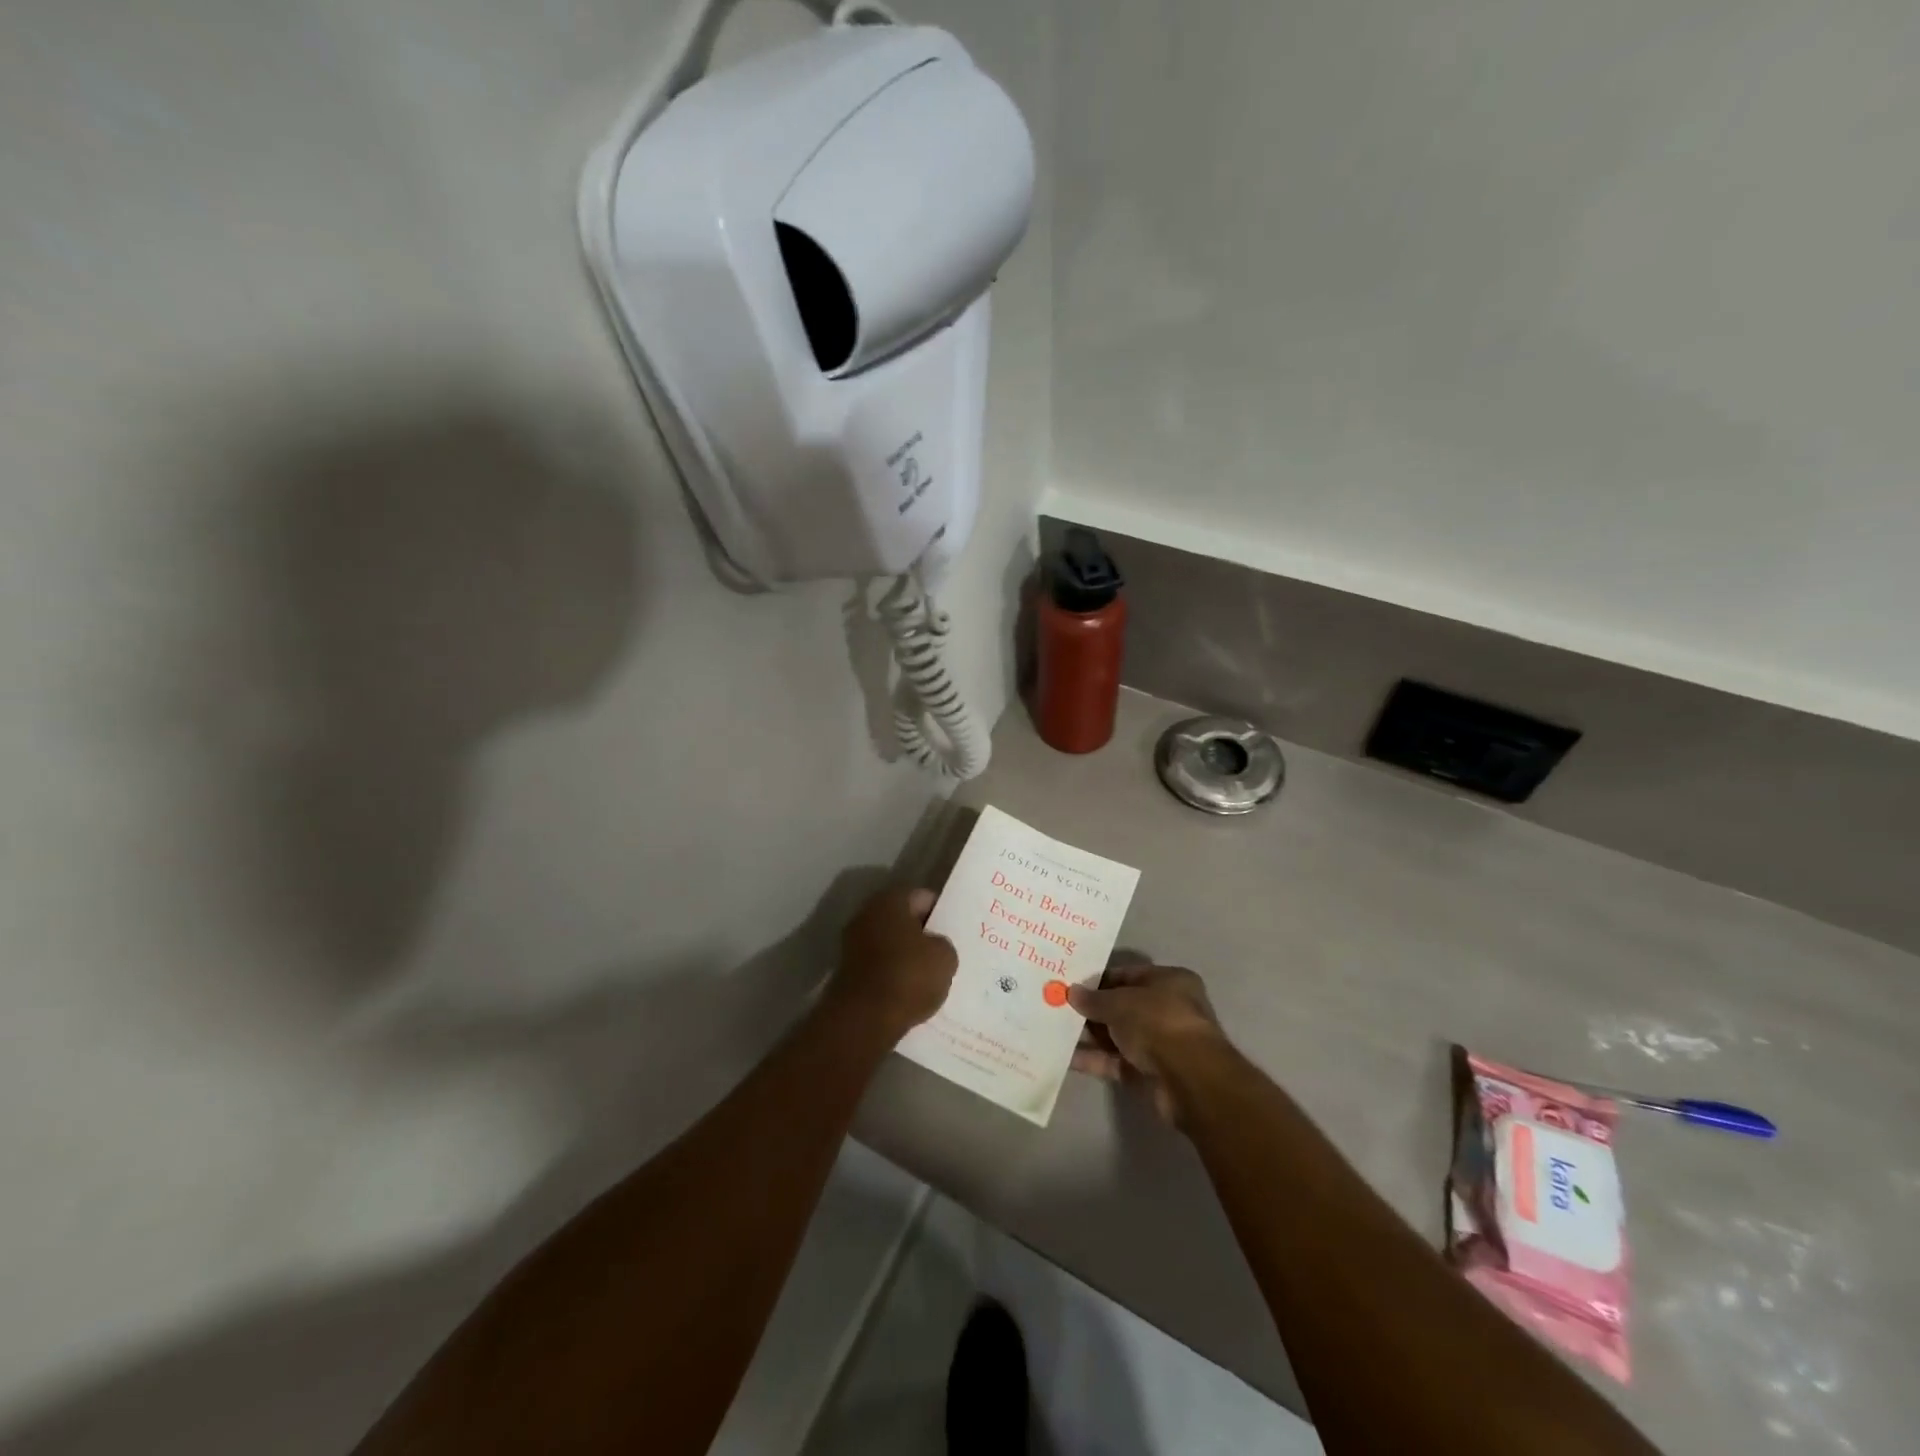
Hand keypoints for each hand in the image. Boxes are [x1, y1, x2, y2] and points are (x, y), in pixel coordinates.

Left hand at [826, 887, 957, 1041]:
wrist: (864, 1018)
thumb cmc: (908, 975)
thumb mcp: (945, 957)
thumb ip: (943, 945)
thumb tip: (933, 947)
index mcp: (890, 900)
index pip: (923, 897)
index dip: (942, 913)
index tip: (955, 931)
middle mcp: (866, 914)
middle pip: (903, 920)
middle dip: (922, 935)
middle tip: (944, 952)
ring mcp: (852, 943)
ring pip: (890, 944)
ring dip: (907, 956)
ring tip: (930, 976)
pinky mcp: (847, 972)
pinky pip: (879, 967)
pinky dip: (893, 975)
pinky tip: (910, 992)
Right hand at [1070, 964, 1227, 1122]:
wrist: (1189, 1079)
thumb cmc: (1158, 1021)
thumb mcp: (1120, 1002)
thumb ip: (1094, 999)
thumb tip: (1071, 993)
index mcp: (1170, 982)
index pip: (1129, 975)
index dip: (1100, 979)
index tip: (1072, 983)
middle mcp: (1168, 1010)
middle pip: (1123, 1006)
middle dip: (1093, 1009)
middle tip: (1059, 1006)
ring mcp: (1161, 1044)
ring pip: (1118, 1036)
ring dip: (1090, 1035)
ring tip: (1055, 1030)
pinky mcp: (1151, 1074)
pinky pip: (1117, 1062)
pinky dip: (1094, 1060)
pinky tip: (1066, 1057)